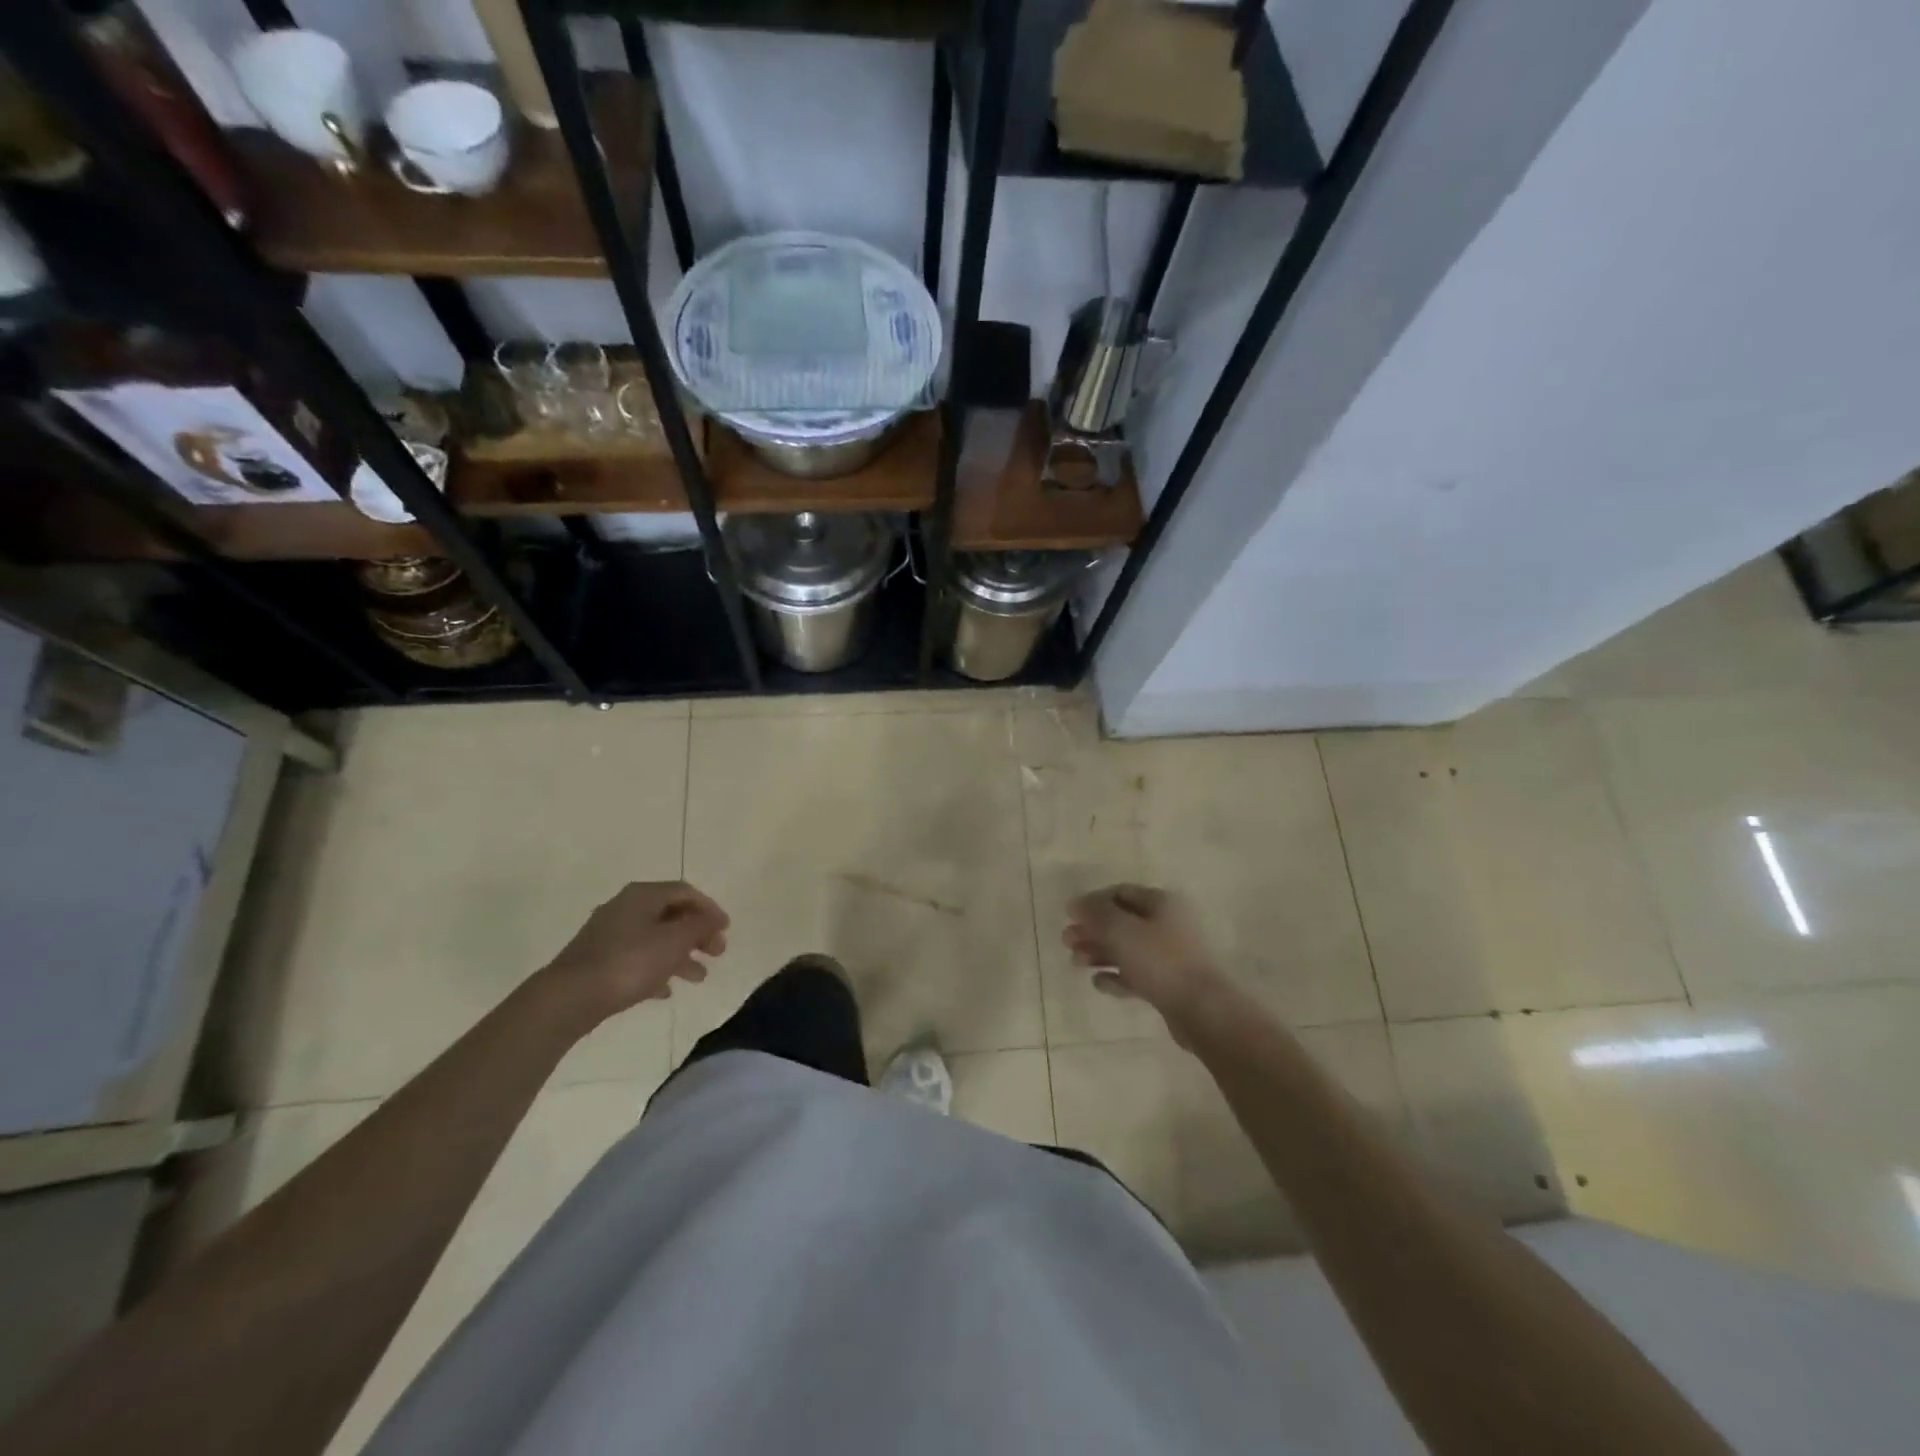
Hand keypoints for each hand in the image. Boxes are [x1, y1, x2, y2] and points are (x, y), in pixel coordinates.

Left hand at [538, 881, 728, 1025]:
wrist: (570, 997)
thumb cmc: (630, 962)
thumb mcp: (675, 941)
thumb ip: (699, 926)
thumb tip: (710, 919)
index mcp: (643, 895)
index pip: (685, 891)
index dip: (710, 908)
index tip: (726, 930)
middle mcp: (625, 907)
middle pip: (670, 914)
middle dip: (697, 933)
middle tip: (717, 952)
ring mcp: (608, 934)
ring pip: (655, 938)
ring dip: (680, 954)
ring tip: (699, 977)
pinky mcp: (598, 960)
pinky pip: (636, 958)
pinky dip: (656, 969)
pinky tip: (666, 990)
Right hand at [1064, 884, 1231, 1035]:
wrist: (1203, 1010)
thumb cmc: (1160, 961)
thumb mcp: (1121, 930)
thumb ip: (1095, 913)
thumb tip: (1075, 903)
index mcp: (1161, 903)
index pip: (1120, 892)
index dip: (1092, 902)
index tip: (1069, 916)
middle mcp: (1167, 924)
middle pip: (1122, 922)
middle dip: (1092, 930)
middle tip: (1067, 942)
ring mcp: (1169, 955)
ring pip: (1127, 949)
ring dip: (1099, 953)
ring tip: (1076, 963)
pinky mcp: (1169, 983)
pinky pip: (1136, 974)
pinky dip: (1116, 976)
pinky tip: (1098, 983)